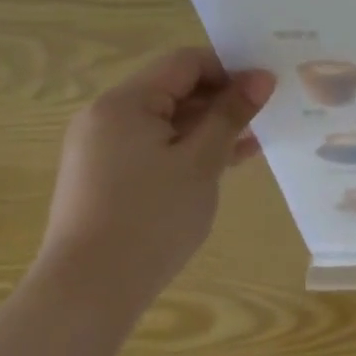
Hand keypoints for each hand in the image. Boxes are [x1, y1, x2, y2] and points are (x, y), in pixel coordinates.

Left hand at [36, 48, 274, 314]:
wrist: (88, 293)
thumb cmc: (150, 218)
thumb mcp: (201, 161)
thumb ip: (231, 114)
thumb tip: (262, 77)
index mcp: (124, 102)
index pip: (184, 63)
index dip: (229, 69)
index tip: (267, 89)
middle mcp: (106, 116)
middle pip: (174, 89)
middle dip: (221, 99)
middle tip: (267, 115)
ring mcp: (102, 149)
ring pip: (166, 122)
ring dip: (208, 127)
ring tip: (254, 141)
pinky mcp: (105, 178)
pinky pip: (153, 148)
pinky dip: (187, 150)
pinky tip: (224, 163)